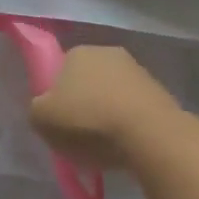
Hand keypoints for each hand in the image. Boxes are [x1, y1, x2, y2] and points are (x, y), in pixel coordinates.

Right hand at [29, 45, 176, 170]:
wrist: (150, 136)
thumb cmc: (88, 121)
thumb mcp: (41, 119)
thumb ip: (37, 110)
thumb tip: (46, 109)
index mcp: (77, 52)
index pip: (59, 70)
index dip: (55, 95)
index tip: (57, 119)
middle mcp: (108, 53)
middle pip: (87, 81)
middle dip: (82, 103)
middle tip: (78, 134)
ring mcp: (138, 71)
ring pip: (112, 95)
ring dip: (107, 114)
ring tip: (104, 146)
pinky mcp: (161, 93)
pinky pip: (134, 110)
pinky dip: (128, 125)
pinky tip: (125, 146)